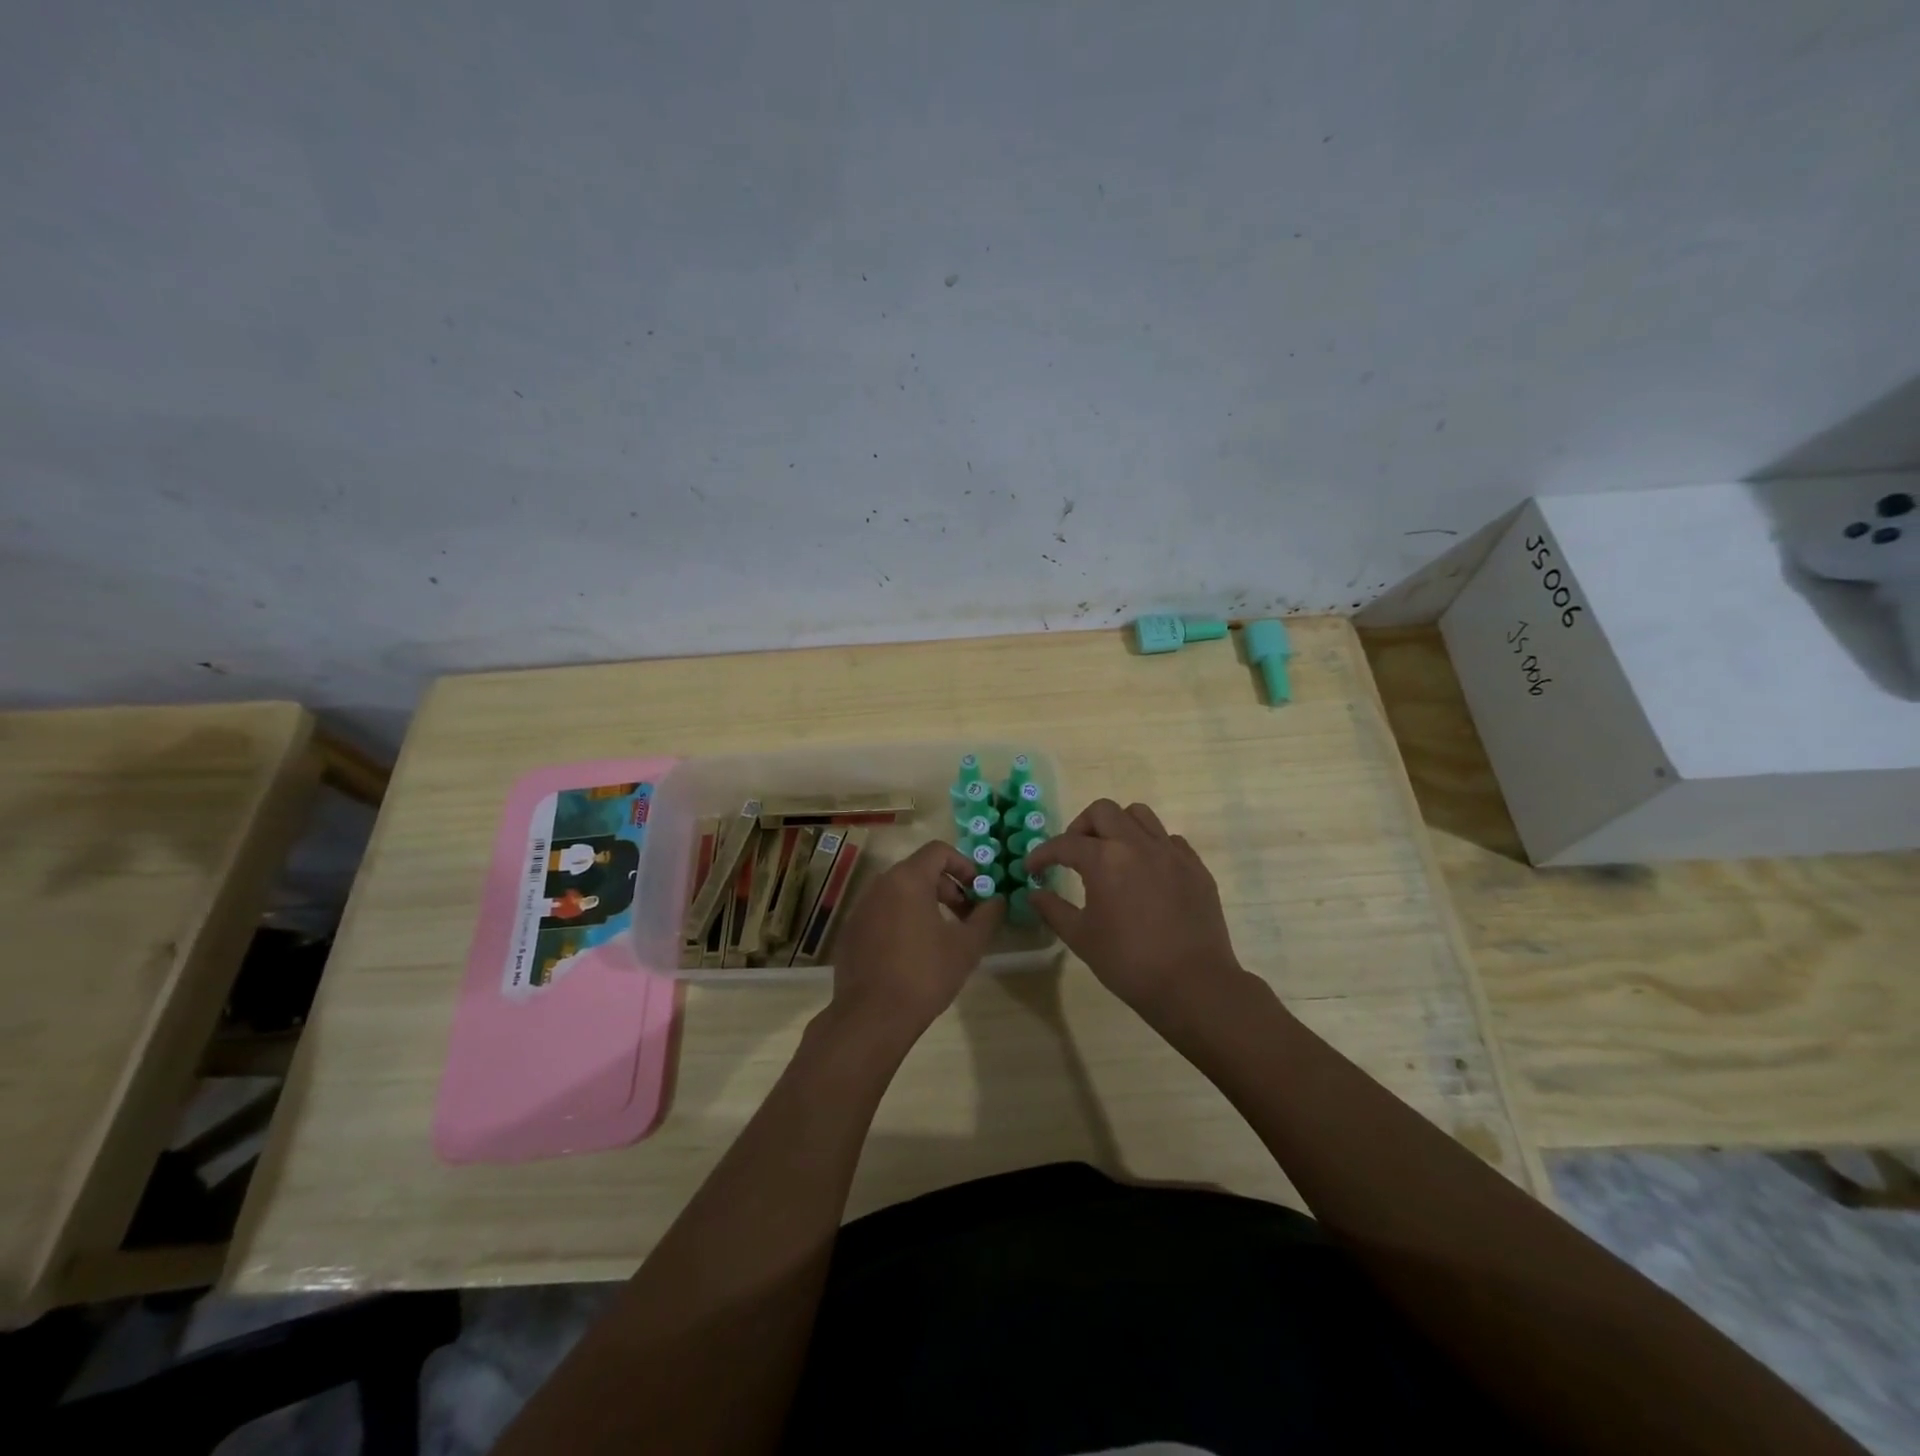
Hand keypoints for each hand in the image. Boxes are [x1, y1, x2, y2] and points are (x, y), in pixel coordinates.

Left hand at [825, 840, 1005, 1045]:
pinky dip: (902, 919)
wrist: (872, 1018)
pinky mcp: (851, 932)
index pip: (938, 851)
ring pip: (899, 892)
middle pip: (919, 870)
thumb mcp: (966, 947)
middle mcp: (880, 885)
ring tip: (942, 935)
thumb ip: (986, 917)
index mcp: (907, 880)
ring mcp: (861, 908)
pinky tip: (913, 952)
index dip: (963, 865)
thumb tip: (997, 901)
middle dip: (947, 888)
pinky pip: (882, 912)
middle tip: (966, 916)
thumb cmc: (924, 975)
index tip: (978, 890)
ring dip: (925, 903)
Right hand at [1023, 799, 1243, 1021]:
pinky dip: (1150, 846)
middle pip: (1103, 811)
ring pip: (1139, 815)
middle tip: (1074, 854)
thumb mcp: (1081, 938)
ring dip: (1118, 827)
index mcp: (1105, 859)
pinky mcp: (1195, 866)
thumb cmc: (1129, 962)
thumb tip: (1034, 893)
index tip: (1032, 868)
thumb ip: (1053, 909)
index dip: (1043, 854)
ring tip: (1111, 854)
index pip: (1065, 843)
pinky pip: (1168, 839)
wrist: (1193, 984)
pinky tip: (1146, 872)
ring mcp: (1171, 852)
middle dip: (1081, 827)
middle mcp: (1137, 844)